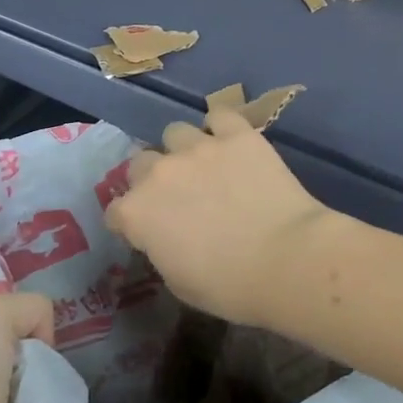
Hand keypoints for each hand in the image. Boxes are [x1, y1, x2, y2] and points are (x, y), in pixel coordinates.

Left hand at [0, 282, 52, 402]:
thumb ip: (22, 304)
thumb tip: (38, 329)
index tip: (16, 309)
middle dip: (19, 327)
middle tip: (37, 342)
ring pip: (10, 357)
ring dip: (32, 361)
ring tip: (41, 373)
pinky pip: (20, 390)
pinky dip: (36, 389)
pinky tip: (42, 396)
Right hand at [104, 110, 332, 328]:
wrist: (286, 259)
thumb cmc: (230, 286)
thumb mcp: (179, 282)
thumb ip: (162, 250)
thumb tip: (167, 237)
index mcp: (137, 213)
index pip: (116, 212)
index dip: (131, 223)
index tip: (148, 232)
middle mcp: (159, 172)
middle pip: (140, 163)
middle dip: (152, 179)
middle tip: (178, 197)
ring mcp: (198, 148)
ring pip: (175, 133)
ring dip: (183, 149)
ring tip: (206, 165)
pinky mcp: (237, 135)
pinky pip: (220, 115)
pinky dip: (222, 126)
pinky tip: (232, 142)